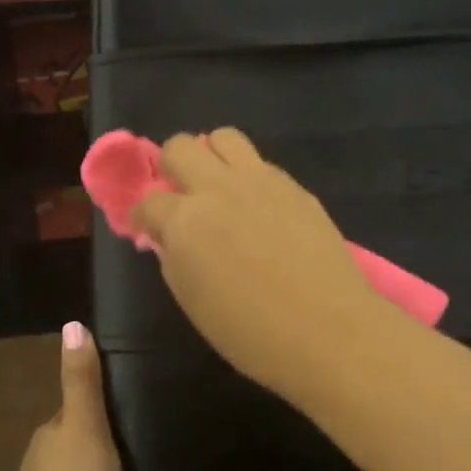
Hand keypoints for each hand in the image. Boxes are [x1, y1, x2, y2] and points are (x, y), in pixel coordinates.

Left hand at [5, 323, 122, 470]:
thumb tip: (72, 324)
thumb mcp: (86, 426)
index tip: (125, 409)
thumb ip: (82, 381)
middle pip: (73, 442)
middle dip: (96, 442)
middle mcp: (40, 463)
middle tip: (135, 444)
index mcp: (47, 435)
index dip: (96, 408)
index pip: (73, 411)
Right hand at [129, 129, 390, 402]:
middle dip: (170, 166)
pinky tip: (256, 207)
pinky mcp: (294, 186)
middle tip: (180, 196)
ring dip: (211, 156)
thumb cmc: (251, 333)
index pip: (148, 202)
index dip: (142, 216)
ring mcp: (259, 181)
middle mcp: (217, 188)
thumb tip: (169, 237)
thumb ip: (174, 259)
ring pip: (223, 137)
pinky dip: (247, 176)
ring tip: (218, 187)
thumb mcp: (193, 302)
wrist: (328, 331)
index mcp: (185, 221)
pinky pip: (260, 163)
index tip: (147, 228)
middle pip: (179, 147)